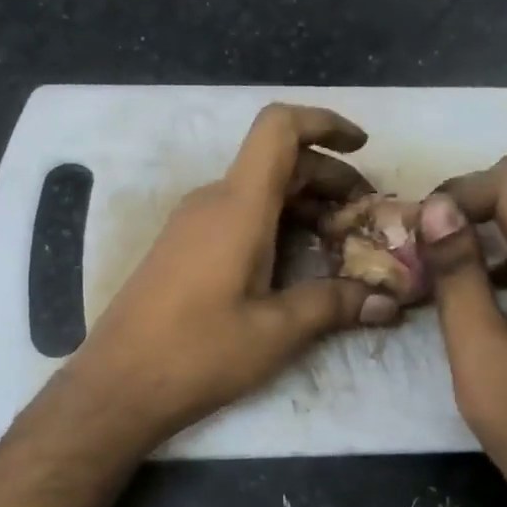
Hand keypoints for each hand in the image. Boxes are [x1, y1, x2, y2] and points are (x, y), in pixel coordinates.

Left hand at [68, 104, 379, 449]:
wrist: (118, 384)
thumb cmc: (198, 353)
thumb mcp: (276, 331)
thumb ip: (334, 305)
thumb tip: (388, 302)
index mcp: (238, 205)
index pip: (279, 128)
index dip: (324, 123)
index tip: (361, 145)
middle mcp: (213, 201)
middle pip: (278, 163)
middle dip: (329, 180)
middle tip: (366, 219)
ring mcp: (192, 223)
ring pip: (259, 192)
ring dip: (304, 206)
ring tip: (340, 245)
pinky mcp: (182, 248)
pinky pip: (238, 216)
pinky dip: (276, 224)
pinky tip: (295, 266)